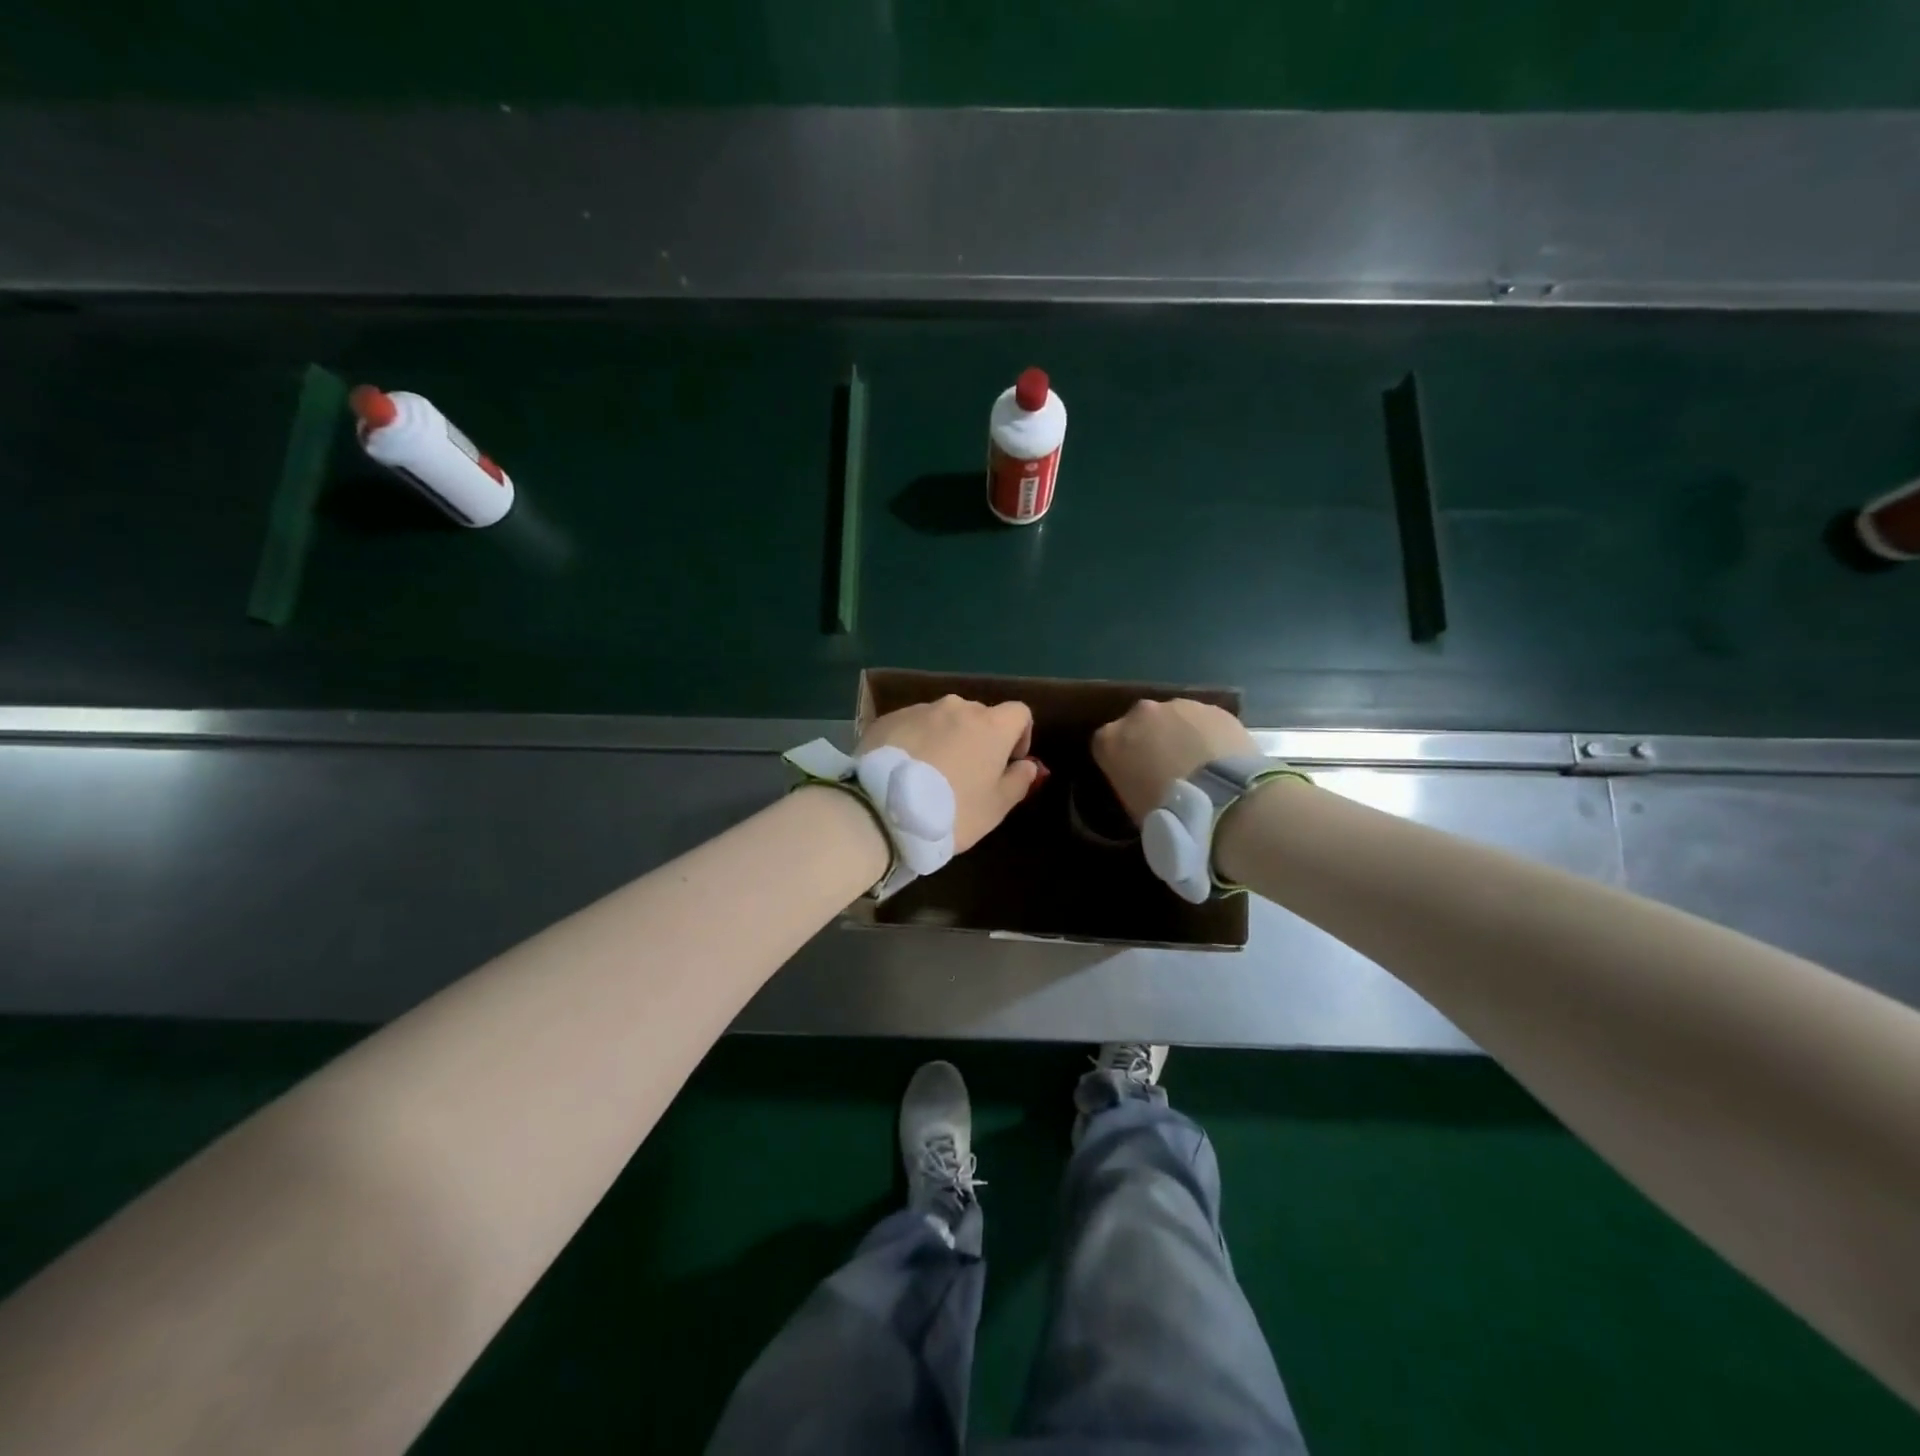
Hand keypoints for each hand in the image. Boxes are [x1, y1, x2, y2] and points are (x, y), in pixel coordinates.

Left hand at [859, 696, 1039, 852]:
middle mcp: (957, 707)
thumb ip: (1019, 781)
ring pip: (943, 720)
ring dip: (945, 739)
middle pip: (979, 716)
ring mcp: (920, 710)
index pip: (1019, 713)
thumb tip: (1028, 765)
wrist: (882, 810)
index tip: (1008, 763)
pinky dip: (916, 742)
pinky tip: (904, 772)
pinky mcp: (889, 719)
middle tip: (967, 775)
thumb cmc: (952, 811)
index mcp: (991, 725)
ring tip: (930, 774)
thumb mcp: (995, 807)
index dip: (1020, 736)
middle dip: (979, 739)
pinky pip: (913, 726)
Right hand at [1092, 698, 1257, 823]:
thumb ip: (1131, 782)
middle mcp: (1139, 713)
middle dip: (1150, 740)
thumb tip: (1144, 782)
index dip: (1121, 760)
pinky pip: (1205, 721)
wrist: (1224, 802)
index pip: (1105, 743)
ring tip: (1200, 764)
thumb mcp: (1132, 805)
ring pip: (1174, 718)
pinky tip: (1221, 758)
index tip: (1134, 776)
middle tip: (1168, 769)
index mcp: (1110, 740)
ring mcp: (1178, 706)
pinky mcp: (1213, 708)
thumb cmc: (1168, 814)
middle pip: (1140, 723)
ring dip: (1181, 734)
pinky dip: (1208, 734)